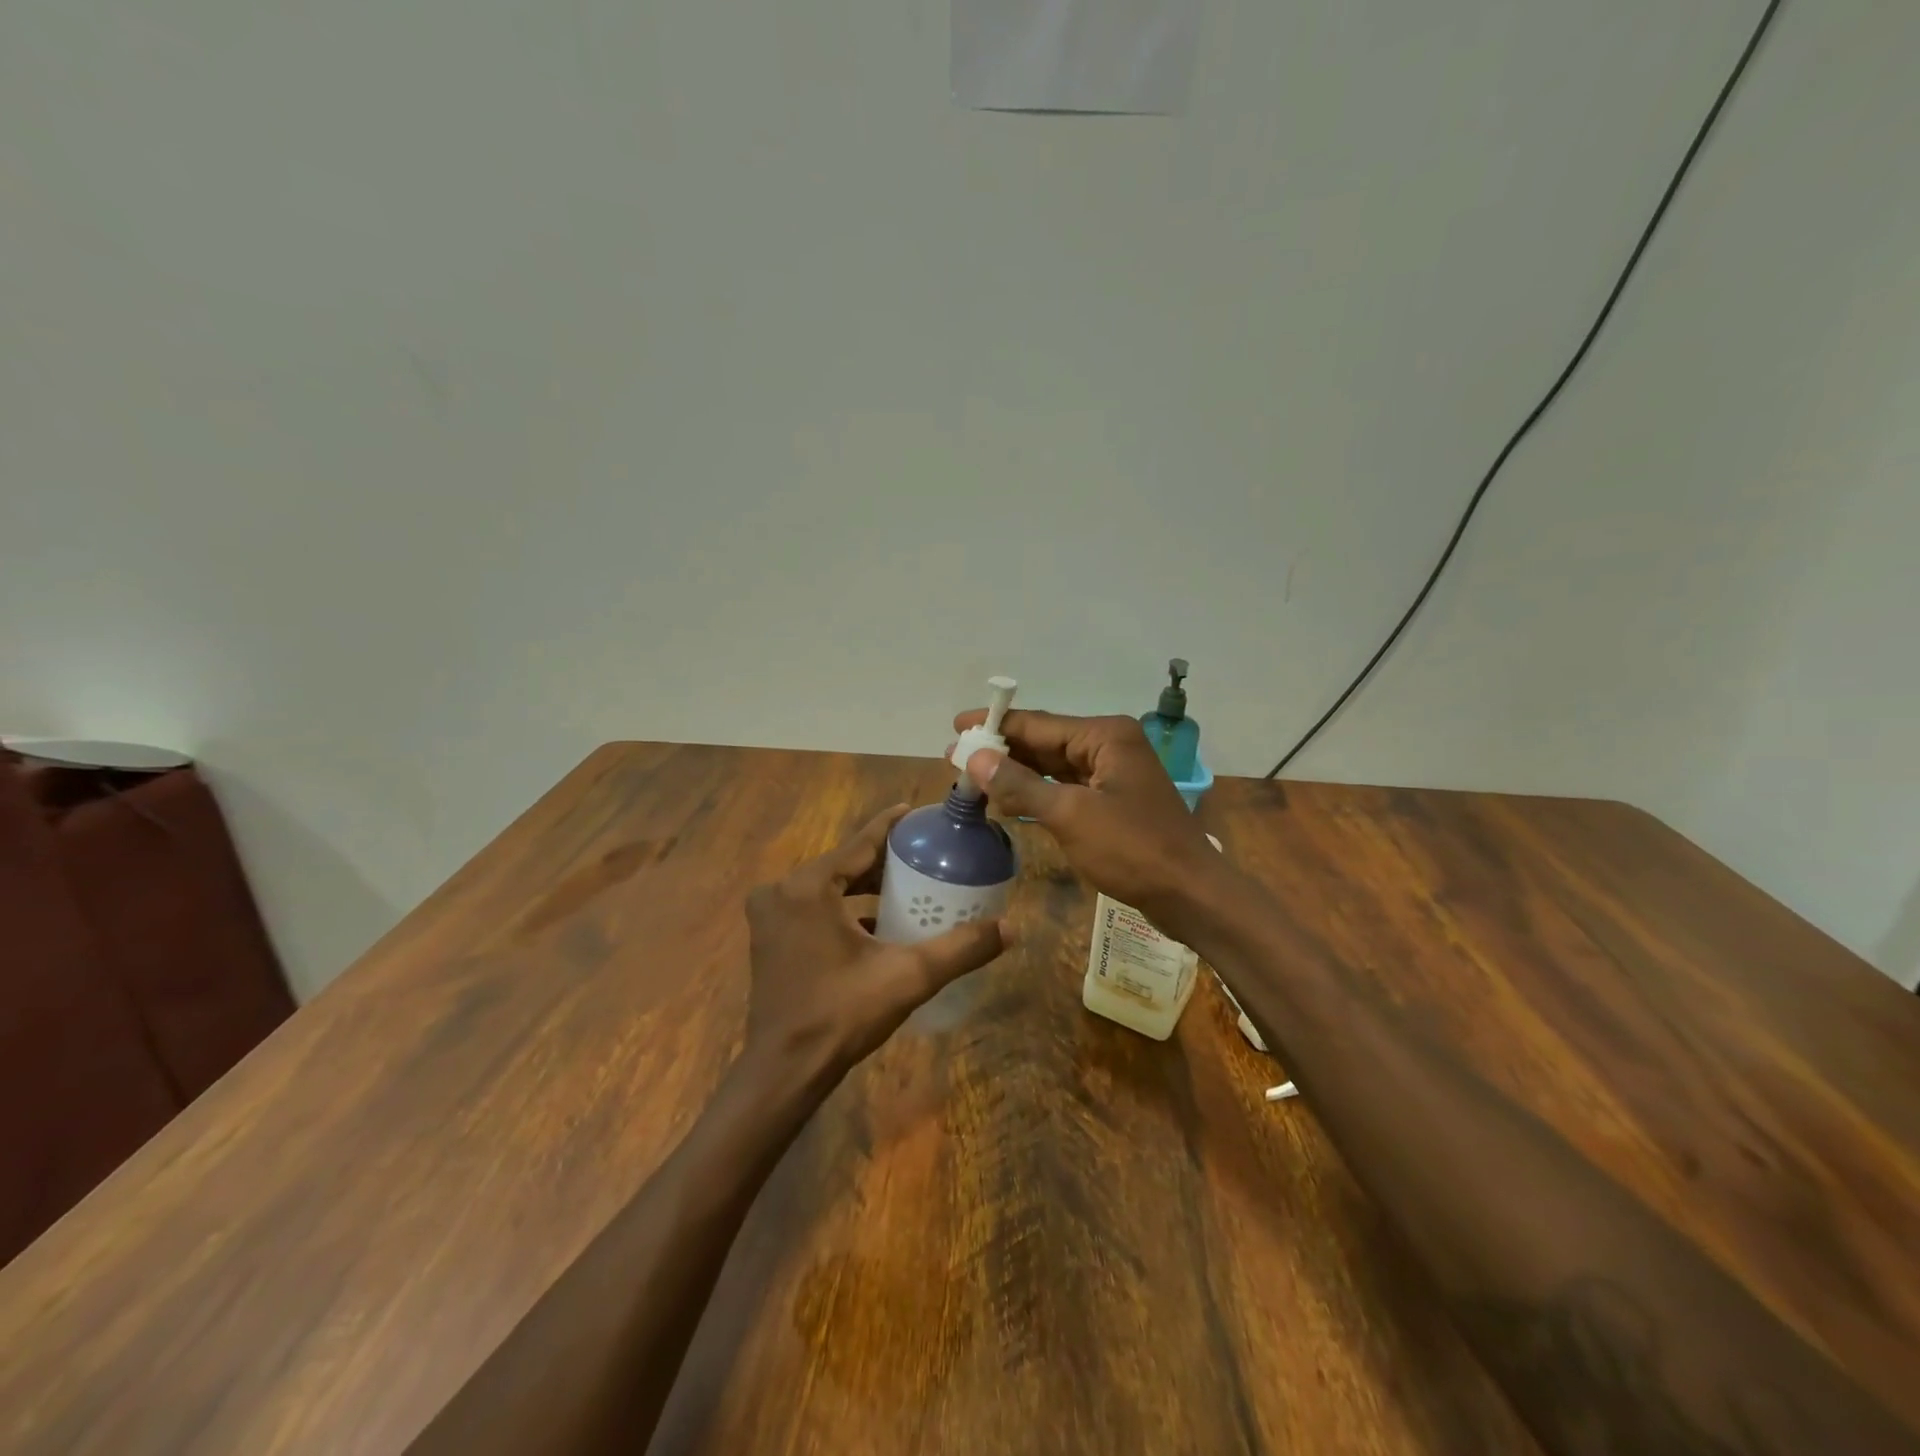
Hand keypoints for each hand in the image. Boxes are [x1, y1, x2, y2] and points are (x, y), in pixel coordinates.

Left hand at [744, 807, 1009, 1087]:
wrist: (784, 1072)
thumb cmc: (842, 1015)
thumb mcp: (908, 977)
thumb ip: (960, 949)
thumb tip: (1011, 927)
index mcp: (808, 887)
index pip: (859, 843)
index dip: (891, 827)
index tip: (915, 812)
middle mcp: (782, 892)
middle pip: (843, 863)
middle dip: (882, 860)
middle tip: (922, 855)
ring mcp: (770, 916)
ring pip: (828, 886)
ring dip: (863, 886)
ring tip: (906, 884)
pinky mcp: (769, 938)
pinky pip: (813, 908)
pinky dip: (843, 909)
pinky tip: (876, 922)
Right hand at [953, 708, 1222, 927]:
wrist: (1190, 894)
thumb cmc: (1133, 849)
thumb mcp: (1070, 815)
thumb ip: (1020, 784)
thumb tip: (975, 758)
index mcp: (1105, 736)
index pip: (1038, 723)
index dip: (995, 725)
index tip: (956, 726)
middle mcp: (1109, 746)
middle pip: (1045, 741)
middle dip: (1002, 750)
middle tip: (955, 757)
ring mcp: (1113, 774)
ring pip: (1053, 766)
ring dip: (1016, 772)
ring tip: (973, 777)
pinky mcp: (1112, 802)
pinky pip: (1066, 788)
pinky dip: (1037, 793)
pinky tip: (1008, 799)